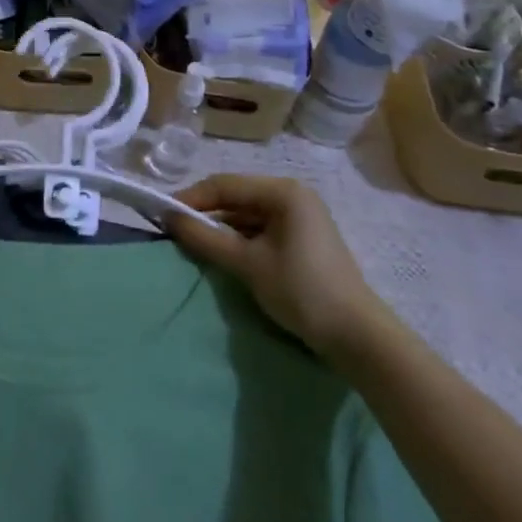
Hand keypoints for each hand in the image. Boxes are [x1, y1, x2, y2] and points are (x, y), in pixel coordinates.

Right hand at [164, 174, 393, 366]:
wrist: (357, 336)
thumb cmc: (301, 290)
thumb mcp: (248, 263)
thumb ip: (206, 237)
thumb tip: (168, 217)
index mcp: (283, 191)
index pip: (226, 185)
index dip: (192, 198)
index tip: (163, 214)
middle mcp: (293, 195)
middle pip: (237, 196)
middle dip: (206, 212)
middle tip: (175, 229)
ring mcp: (301, 216)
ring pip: (248, 214)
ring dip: (222, 227)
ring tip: (194, 242)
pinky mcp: (303, 238)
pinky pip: (262, 228)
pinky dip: (240, 238)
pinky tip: (224, 253)